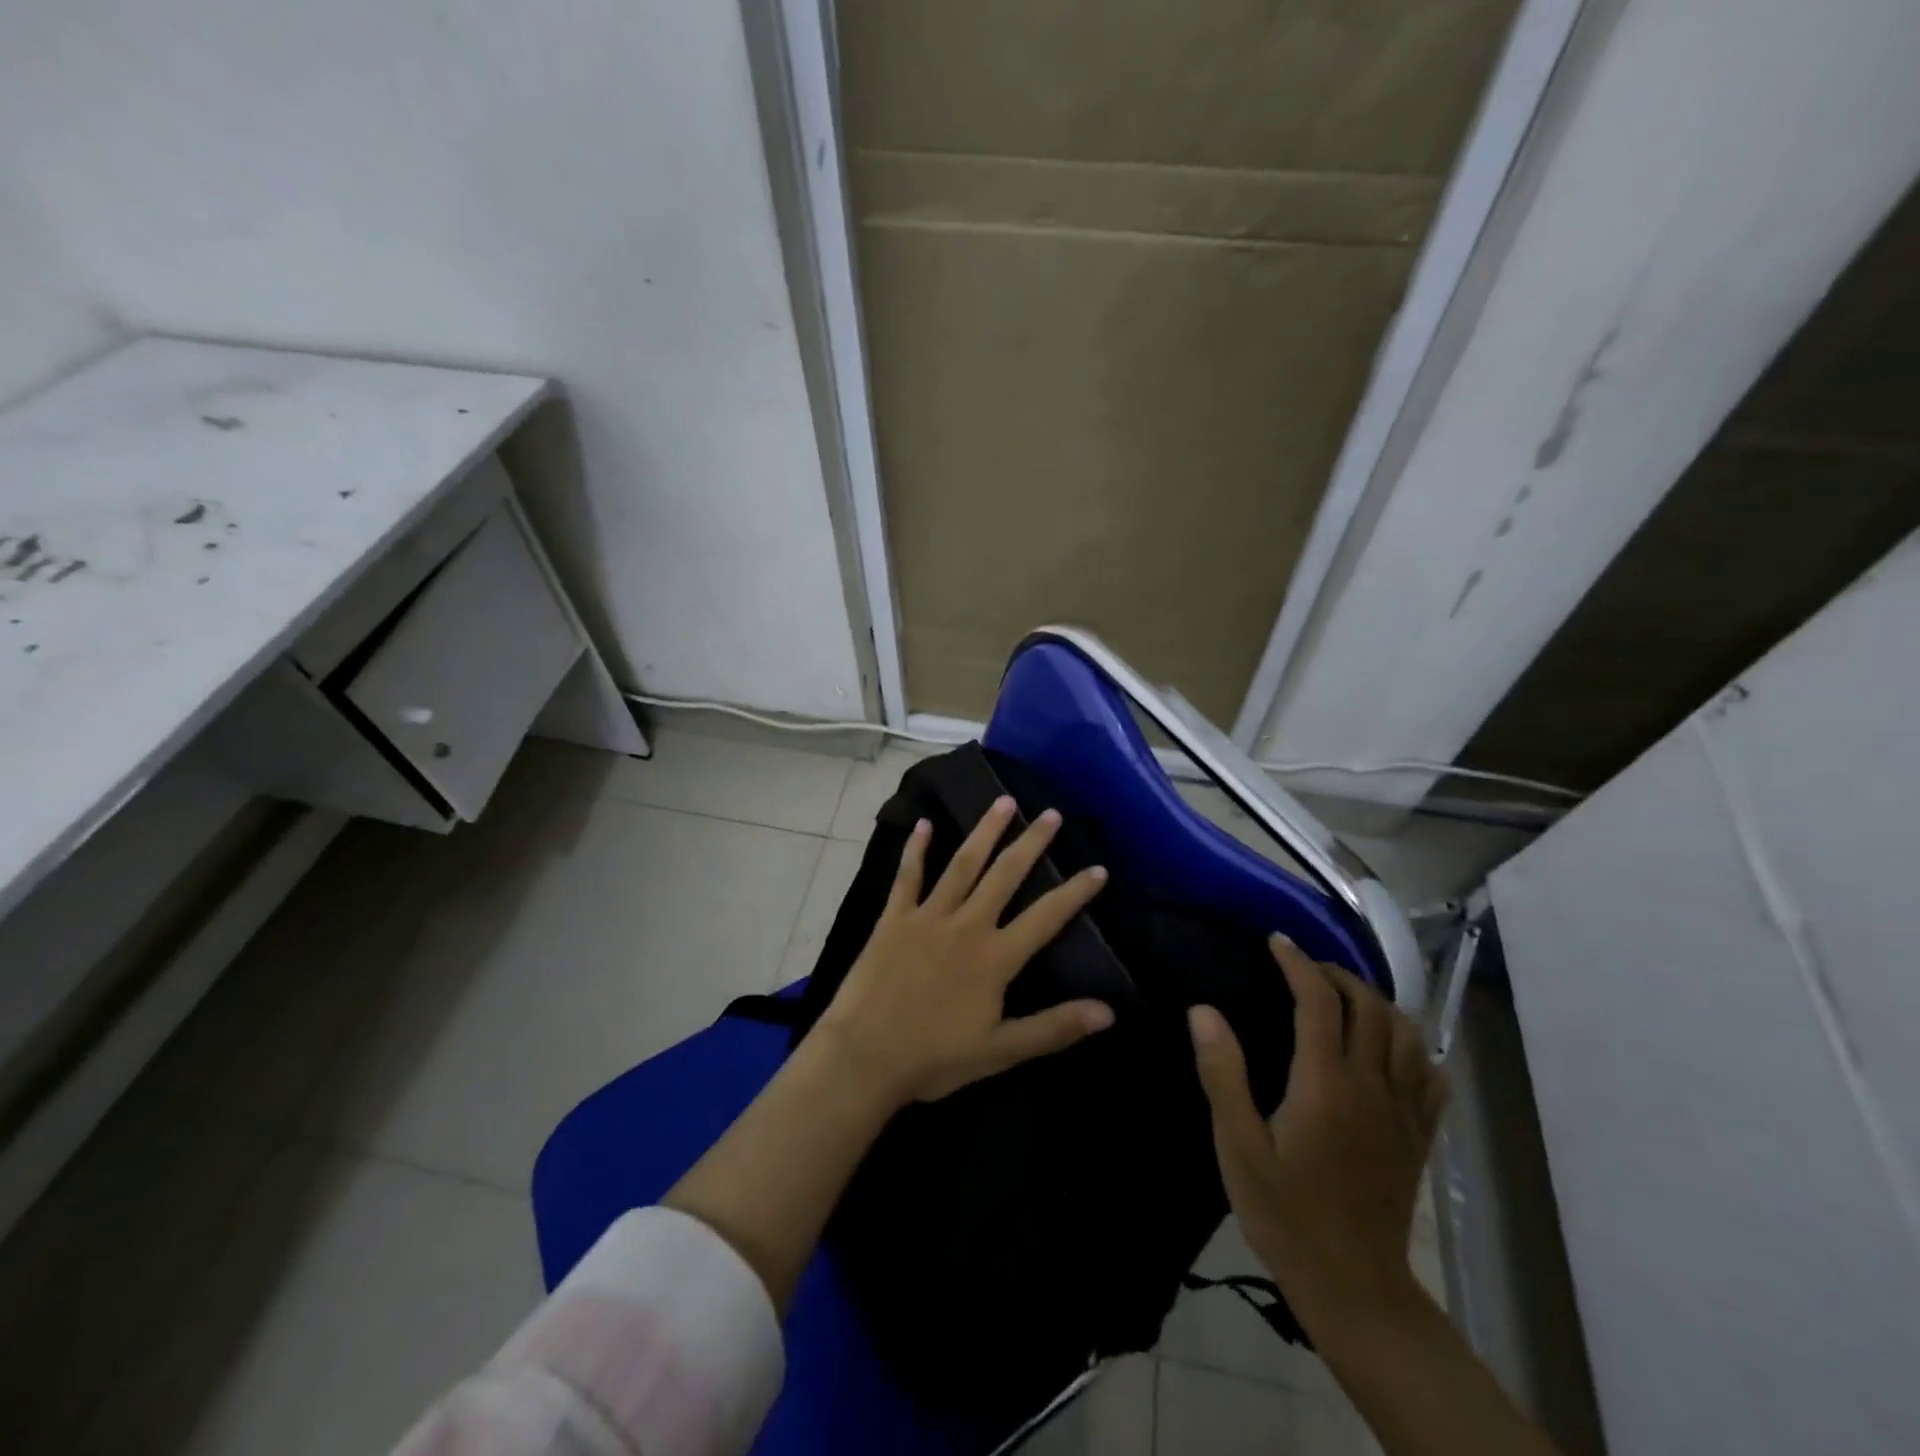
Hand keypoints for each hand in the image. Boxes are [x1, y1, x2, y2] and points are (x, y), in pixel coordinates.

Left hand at [815, 795, 1114, 1107]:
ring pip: (963, 864)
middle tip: (1051, 813)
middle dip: (1031, 842)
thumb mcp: (1000, 1051)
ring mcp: (928, 916)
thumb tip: (1108, 1012)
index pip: (1046, 917)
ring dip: (985, 831)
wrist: (864, 1056)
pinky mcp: (894, 918)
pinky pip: (908, 876)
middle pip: (1005, 875)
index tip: (1098, 868)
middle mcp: (967, 925)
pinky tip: (924, 823)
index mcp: (995, 957)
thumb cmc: (934, 1058)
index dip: (1075, 892)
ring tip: (1003, 801)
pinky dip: (916, 849)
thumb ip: (1054, 1028)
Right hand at [1189, 936, 1445, 1324]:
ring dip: (1376, 1002)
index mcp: (1325, 1083)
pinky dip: (1413, 1044)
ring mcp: (1403, 1111)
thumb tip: (1204, 1010)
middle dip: (1337, 974)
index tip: (1277, 941)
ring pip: (1407, 1033)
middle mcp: (1372, 1086)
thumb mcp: (1237, 1145)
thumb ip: (1222, 1073)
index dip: (1298, 963)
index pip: (1319, 1002)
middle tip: (1304, 967)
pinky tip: (1392, 1045)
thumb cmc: (1285, 1211)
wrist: (1353, 1285)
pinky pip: (1431, 1074)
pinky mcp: (1419, 1135)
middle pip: (1370, 1007)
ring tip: (1345, 997)